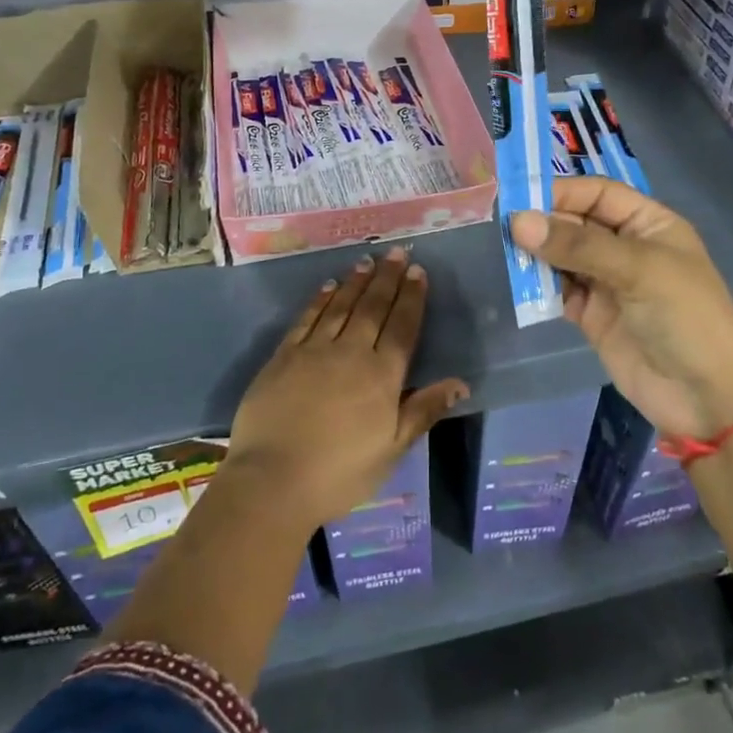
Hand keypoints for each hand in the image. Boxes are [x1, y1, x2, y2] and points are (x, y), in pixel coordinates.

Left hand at [227, 247, 468, 530]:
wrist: (272, 481)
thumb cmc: (340, 473)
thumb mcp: (392, 450)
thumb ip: (423, 410)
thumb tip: (460, 383)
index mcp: (381, 376)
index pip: (402, 327)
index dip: (411, 297)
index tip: (417, 271)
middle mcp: (351, 352)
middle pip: (373, 307)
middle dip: (387, 278)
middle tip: (396, 251)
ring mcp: (314, 350)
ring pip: (341, 306)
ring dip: (356, 282)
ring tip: (367, 261)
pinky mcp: (284, 355)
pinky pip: (307, 318)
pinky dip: (320, 299)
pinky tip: (329, 286)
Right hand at [510, 177, 732, 438]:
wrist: (708, 399)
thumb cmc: (684, 317)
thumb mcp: (637, 269)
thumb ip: (577, 244)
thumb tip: (518, 222)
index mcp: (648, 224)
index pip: (597, 193)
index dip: (562, 192)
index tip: (520, 199)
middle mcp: (625, 247)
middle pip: (575, 222)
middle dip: (544, 223)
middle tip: (506, 229)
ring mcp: (607, 282)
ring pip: (562, 255)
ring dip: (538, 255)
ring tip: (511, 256)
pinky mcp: (592, 315)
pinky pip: (558, 290)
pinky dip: (540, 287)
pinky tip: (524, 286)